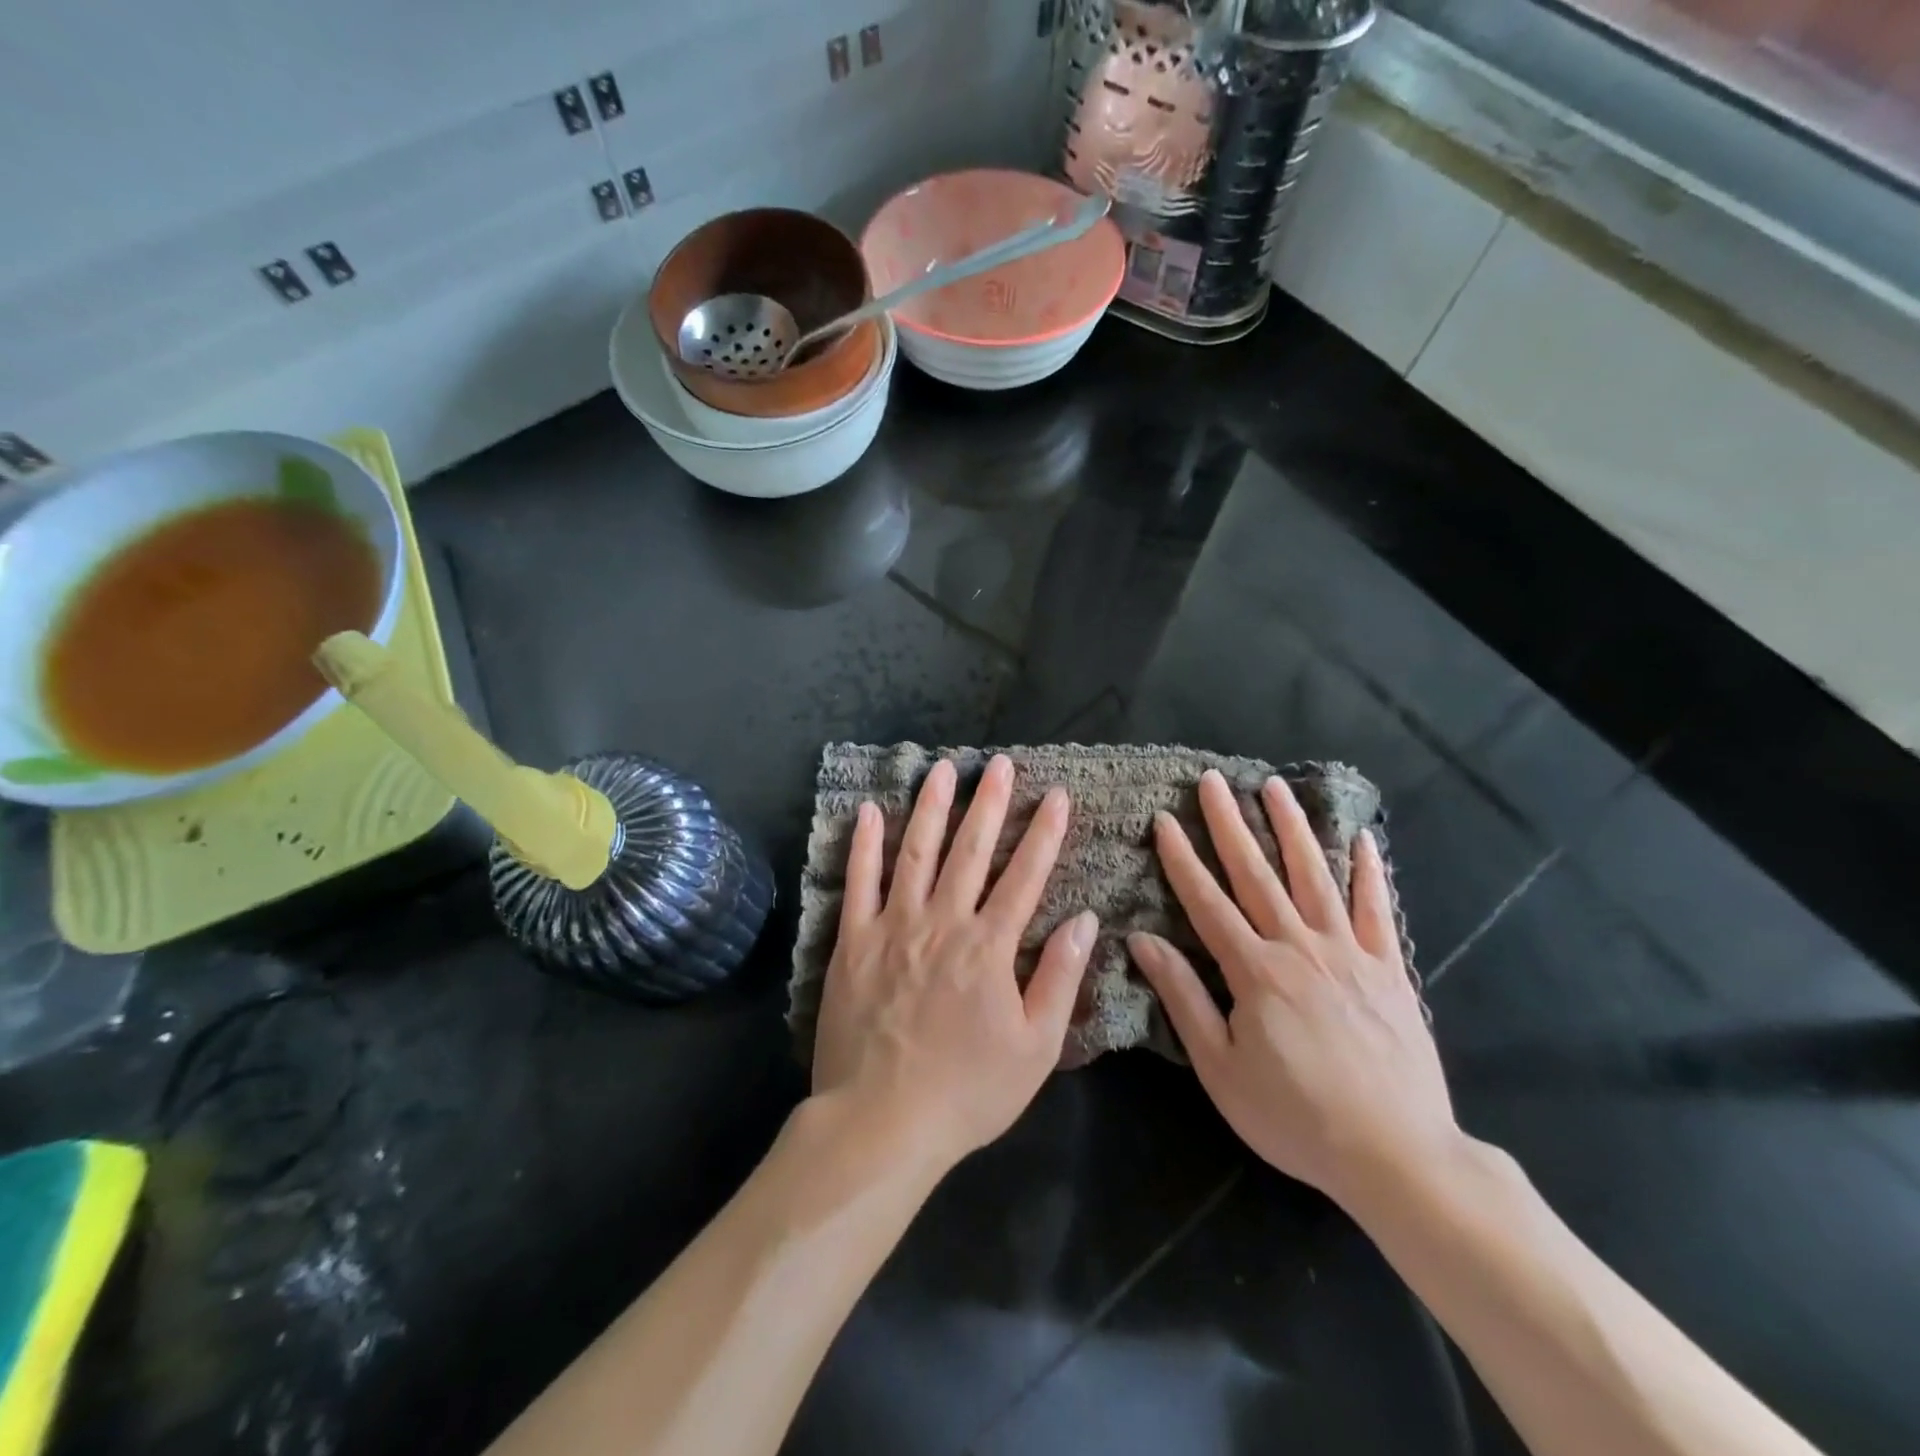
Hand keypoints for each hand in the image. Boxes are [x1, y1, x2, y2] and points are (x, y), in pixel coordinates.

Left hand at [812, 755, 1098, 1170]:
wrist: (882, 1122)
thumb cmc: (967, 1091)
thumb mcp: (1035, 1047)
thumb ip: (1060, 978)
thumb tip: (1085, 920)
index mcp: (989, 947)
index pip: (1025, 876)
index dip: (1045, 833)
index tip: (1058, 796)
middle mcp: (943, 922)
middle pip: (971, 851)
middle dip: (990, 803)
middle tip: (1001, 764)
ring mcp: (893, 926)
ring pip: (915, 852)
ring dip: (931, 807)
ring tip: (942, 769)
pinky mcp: (852, 940)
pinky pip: (858, 881)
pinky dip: (863, 843)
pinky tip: (866, 809)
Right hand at [1128, 770, 1461, 1210]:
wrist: (1397, 1156)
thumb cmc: (1295, 1117)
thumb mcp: (1221, 1068)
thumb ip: (1183, 998)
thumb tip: (1142, 941)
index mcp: (1254, 971)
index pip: (1206, 901)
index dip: (1181, 859)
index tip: (1164, 819)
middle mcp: (1299, 947)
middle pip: (1256, 873)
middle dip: (1230, 823)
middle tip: (1212, 780)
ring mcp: (1348, 953)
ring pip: (1314, 876)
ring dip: (1292, 828)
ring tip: (1275, 787)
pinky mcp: (1389, 969)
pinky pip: (1377, 910)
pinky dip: (1370, 872)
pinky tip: (1363, 839)